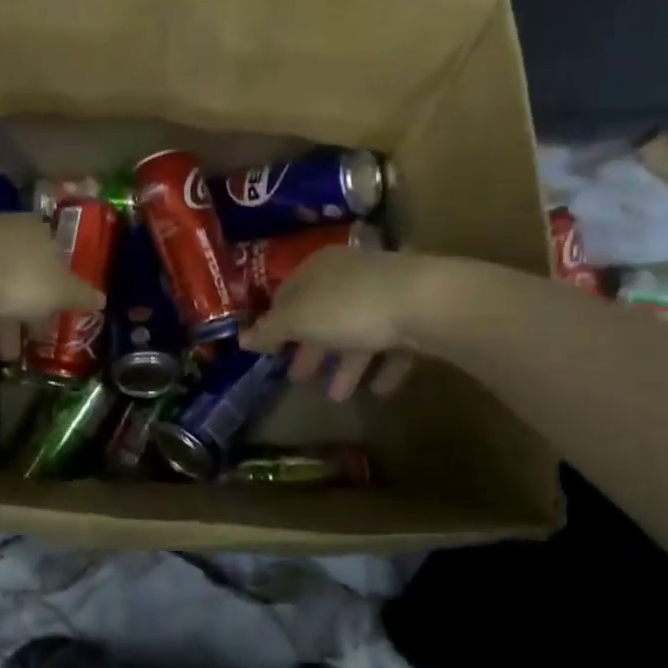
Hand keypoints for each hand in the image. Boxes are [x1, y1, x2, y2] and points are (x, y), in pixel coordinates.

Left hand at [0, 213, 104, 374]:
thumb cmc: (16, 277)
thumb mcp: (59, 291)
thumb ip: (79, 297)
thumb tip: (102, 299)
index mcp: (32, 239)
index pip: (47, 266)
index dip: (48, 300)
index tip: (45, 331)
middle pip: (6, 288)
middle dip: (7, 328)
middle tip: (10, 360)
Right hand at [238, 245, 451, 401]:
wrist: (426, 304)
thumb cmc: (349, 307)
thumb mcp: (299, 320)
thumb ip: (270, 330)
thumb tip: (241, 338)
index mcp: (318, 269)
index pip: (288, 294)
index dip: (276, 323)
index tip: (269, 350)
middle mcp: (350, 276)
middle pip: (322, 315)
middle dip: (310, 349)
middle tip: (297, 378)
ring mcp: (386, 295)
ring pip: (358, 332)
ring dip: (345, 365)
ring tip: (336, 397)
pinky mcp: (416, 315)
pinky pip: (393, 345)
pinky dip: (383, 366)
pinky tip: (379, 390)